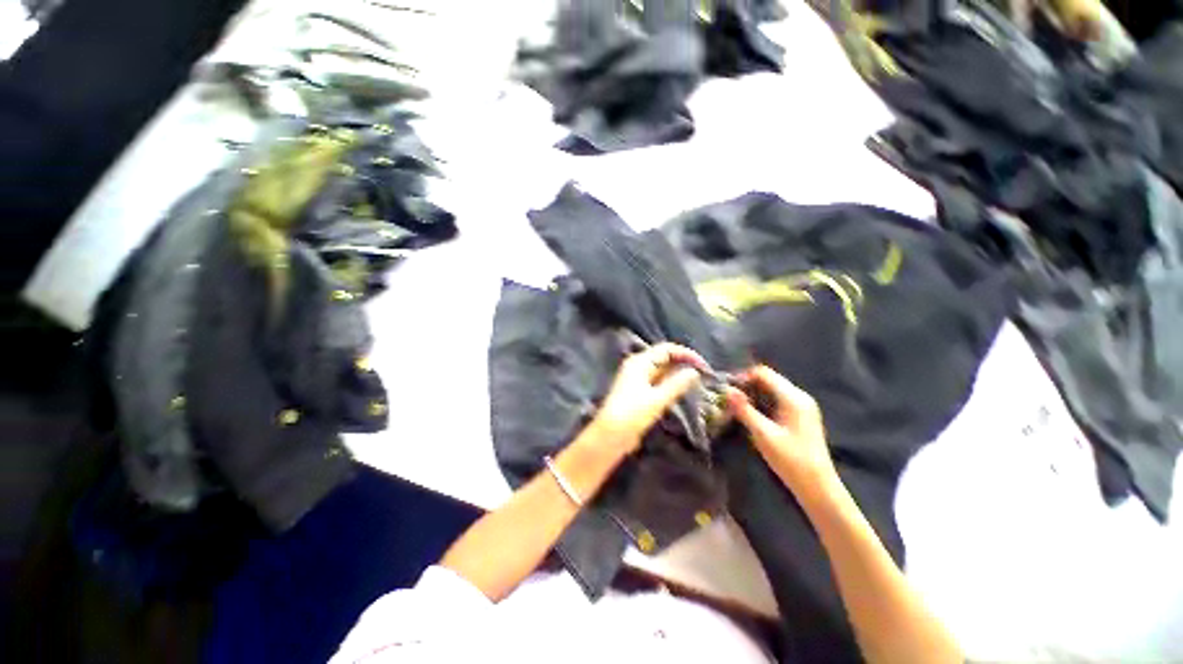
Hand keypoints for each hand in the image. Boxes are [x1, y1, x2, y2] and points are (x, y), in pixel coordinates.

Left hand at [591, 343, 705, 452]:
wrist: (610, 434)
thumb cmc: (633, 414)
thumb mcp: (657, 399)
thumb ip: (676, 384)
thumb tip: (693, 372)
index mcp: (640, 362)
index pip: (666, 349)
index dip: (686, 354)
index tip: (703, 365)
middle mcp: (637, 366)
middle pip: (663, 357)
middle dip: (683, 362)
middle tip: (702, 373)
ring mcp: (636, 378)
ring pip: (661, 369)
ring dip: (677, 373)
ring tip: (696, 381)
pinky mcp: (637, 390)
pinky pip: (657, 380)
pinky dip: (669, 382)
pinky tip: (680, 390)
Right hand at [726, 366, 837, 495]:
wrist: (818, 487)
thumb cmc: (791, 459)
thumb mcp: (763, 434)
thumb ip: (744, 410)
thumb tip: (727, 391)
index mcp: (793, 397)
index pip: (763, 373)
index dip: (743, 376)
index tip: (727, 389)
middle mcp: (799, 396)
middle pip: (768, 379)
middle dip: (746, 385)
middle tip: (728, 398)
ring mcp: (802, 406)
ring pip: (771, 389)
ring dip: (753, 394)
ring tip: (736, 406)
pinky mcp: (800, 416)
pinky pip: (777, 399)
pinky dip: (762, 402)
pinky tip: (751, 414)